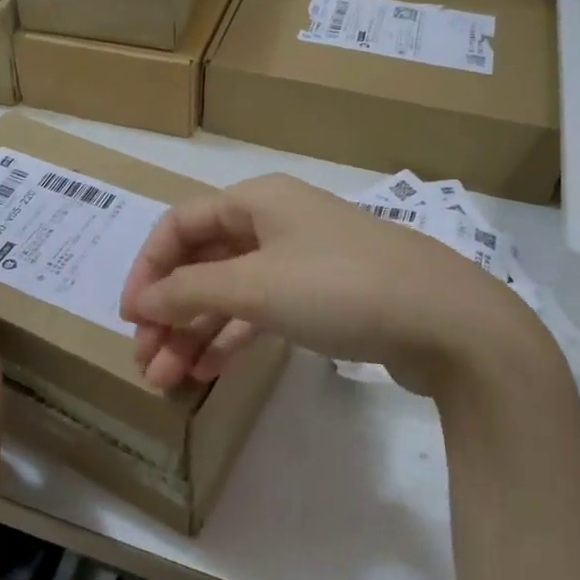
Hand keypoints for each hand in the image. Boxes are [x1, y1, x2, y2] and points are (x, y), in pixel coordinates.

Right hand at [118, 173, 546, 394]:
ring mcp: (300, 260)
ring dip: (195, 331)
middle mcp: (274, 222)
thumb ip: (190, 292)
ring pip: (230, 291)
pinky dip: (232, 337)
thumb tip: (140, 301)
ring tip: (168, 378)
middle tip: (145, 360)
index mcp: (256, 200)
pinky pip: (261, 311)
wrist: (449, 323)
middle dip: (169, 310)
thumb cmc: (341, 287)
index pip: (180, 225)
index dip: (148, 268)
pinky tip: (207, 371)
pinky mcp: (322, 297)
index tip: (130, 317)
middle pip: (203, 261)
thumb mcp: (256, 286)